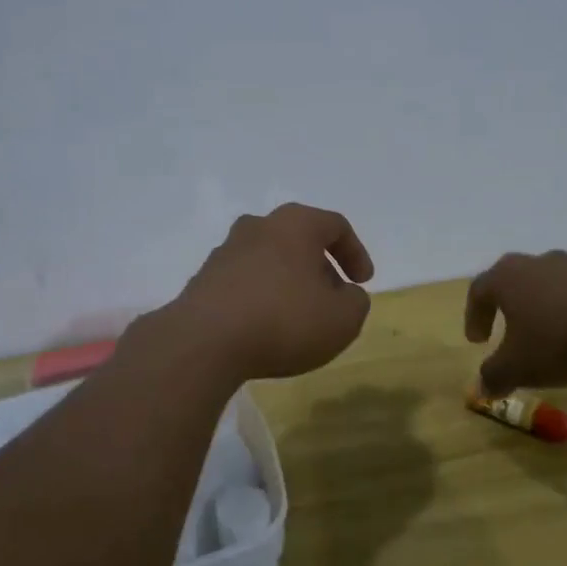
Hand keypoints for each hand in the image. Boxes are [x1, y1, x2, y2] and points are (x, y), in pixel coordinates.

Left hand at [159, 203, 374, 381]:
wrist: (204, 341)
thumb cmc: (283, 320)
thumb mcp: (342, 319)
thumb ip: (355, 302)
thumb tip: (345, 294)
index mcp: (295, 224)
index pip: (335, 226)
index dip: (355, 253)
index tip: (362, 283)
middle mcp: (258, 227)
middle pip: (298, 239)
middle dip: (320, 267)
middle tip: (332, 298)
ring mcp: (226, 251)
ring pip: (269, 259)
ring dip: (288, 282)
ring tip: (298, 317)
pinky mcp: (204, 279)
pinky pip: (244, 281)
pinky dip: (261, 297)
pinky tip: (265, 327)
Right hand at [463, 250, 566, 396]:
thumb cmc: (559, 340)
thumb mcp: (518, 367)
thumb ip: (495, 376)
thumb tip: (483, 387)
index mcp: (508, 278)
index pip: (479, 291)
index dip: (474, 316)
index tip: (478, 342)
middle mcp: (538, 264)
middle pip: (518, 289)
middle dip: (514, 318)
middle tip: (513, 341)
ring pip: (555, 298)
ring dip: (552, 326)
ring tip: (562, 363)